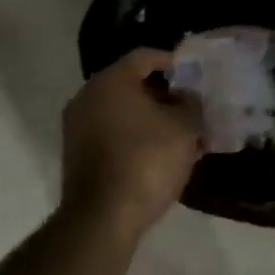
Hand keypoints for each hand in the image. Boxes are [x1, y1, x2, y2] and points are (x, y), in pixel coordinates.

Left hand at [60, 49, 202, 237]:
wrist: (103, 217)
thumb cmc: (147, 160)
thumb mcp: (184, 128)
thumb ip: (191, 104)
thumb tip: (187, 98)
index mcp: (111, 81)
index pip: (145, 56)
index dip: (173, 62)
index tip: (196, 75)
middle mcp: (88, 96)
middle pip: (132, 84)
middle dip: (166, 95)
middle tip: (193, 108)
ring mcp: (78, 127)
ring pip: (124, 112)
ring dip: (153, 120)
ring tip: (184, 136)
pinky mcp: (78, 155)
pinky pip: (113, 134)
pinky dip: (137, 138)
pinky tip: (162, 156)